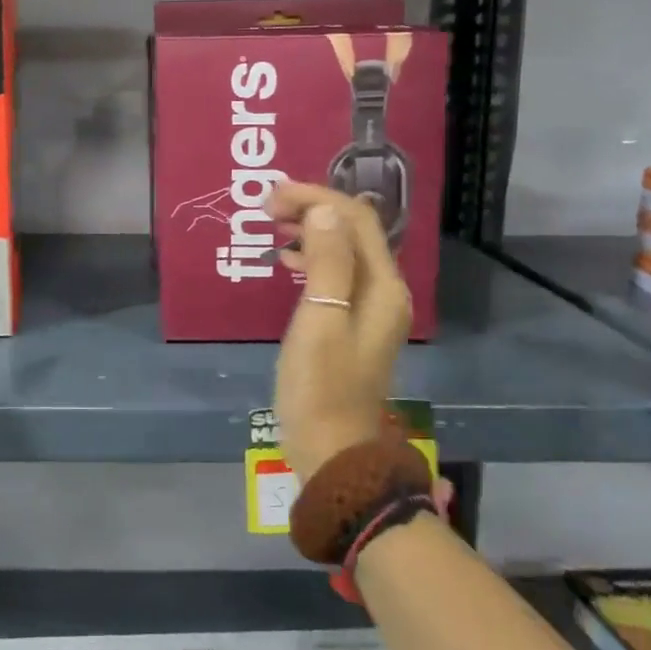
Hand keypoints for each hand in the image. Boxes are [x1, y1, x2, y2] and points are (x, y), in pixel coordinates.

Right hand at [270, 181, 412, 482]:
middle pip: (352, 231)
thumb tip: (324, 209)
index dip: (316, 198)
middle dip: (313, 209)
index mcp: (382, 286)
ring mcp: (369, 309)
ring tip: (272, 227)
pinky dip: (311, 259)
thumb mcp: (320, 321)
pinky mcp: (352, 324)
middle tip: (267, 208)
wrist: (333, 452)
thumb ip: (327, 262)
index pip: (355, 219)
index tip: (271, 197)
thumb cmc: (320, 387)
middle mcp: (383, 291)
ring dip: (310, 231)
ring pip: (343, 251)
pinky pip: (335, 275)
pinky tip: (286, 262)